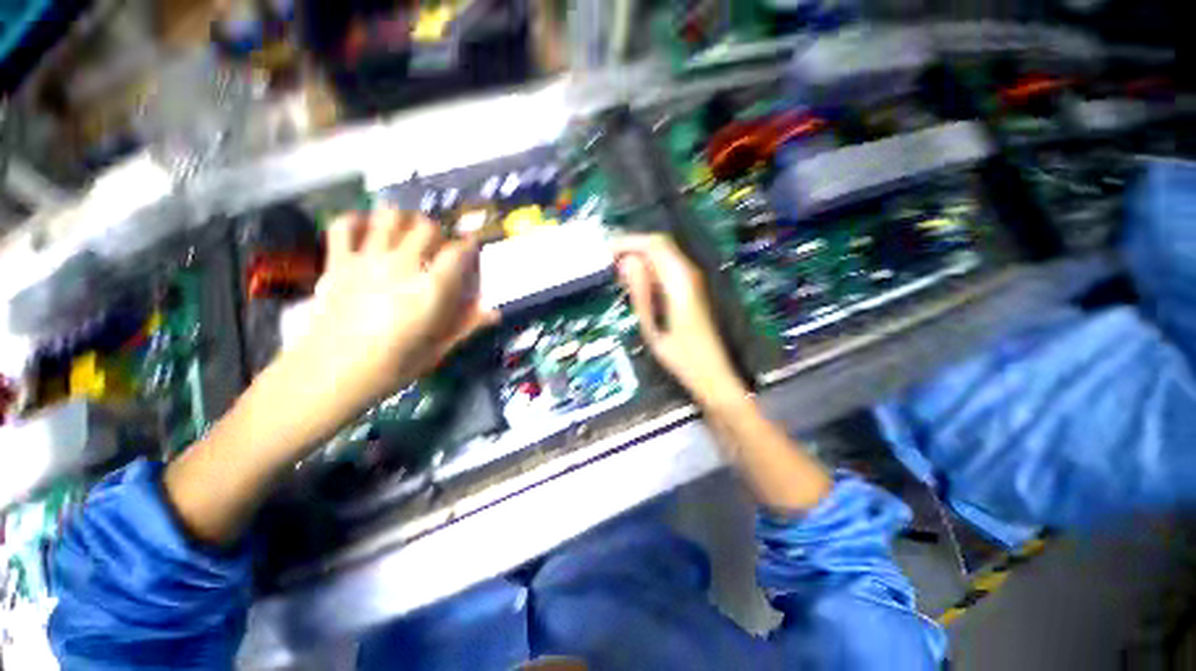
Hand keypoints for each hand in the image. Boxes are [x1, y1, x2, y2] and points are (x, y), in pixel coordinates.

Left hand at [284, 208, 497, 416]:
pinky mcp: (338, 262)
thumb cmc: (393, 365)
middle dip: (439, 232)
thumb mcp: (439, 348)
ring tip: (409, 229)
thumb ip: (467, 325)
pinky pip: (344, 225)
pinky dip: (357, 219)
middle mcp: (402, 265)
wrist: (330, 374)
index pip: (458, 252)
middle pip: (427, 227)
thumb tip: (495, 313)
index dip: (469, 246)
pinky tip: (367, 227)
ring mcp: (367, 260)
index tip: (472, 249)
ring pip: (389, 217)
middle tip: (440, 244)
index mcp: (431, 288)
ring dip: (404, 218)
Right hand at [613, 234, 746, 406]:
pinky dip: (649, 268)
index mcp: (680, 281)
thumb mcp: (653, 328)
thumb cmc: (681, 358)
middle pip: (659, 244)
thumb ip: (640, 293)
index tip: (604, 252)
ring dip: (640, 257)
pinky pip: (668, 267)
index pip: (653, 245)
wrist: (713, 374)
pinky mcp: (692, 288)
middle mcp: (689, 273)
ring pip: (663, 254)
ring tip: (616, 273)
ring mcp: (693, 280)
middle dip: (632, 247)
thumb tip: (626, 262)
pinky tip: (636, 283)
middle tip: (608, 263)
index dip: (628, 242)